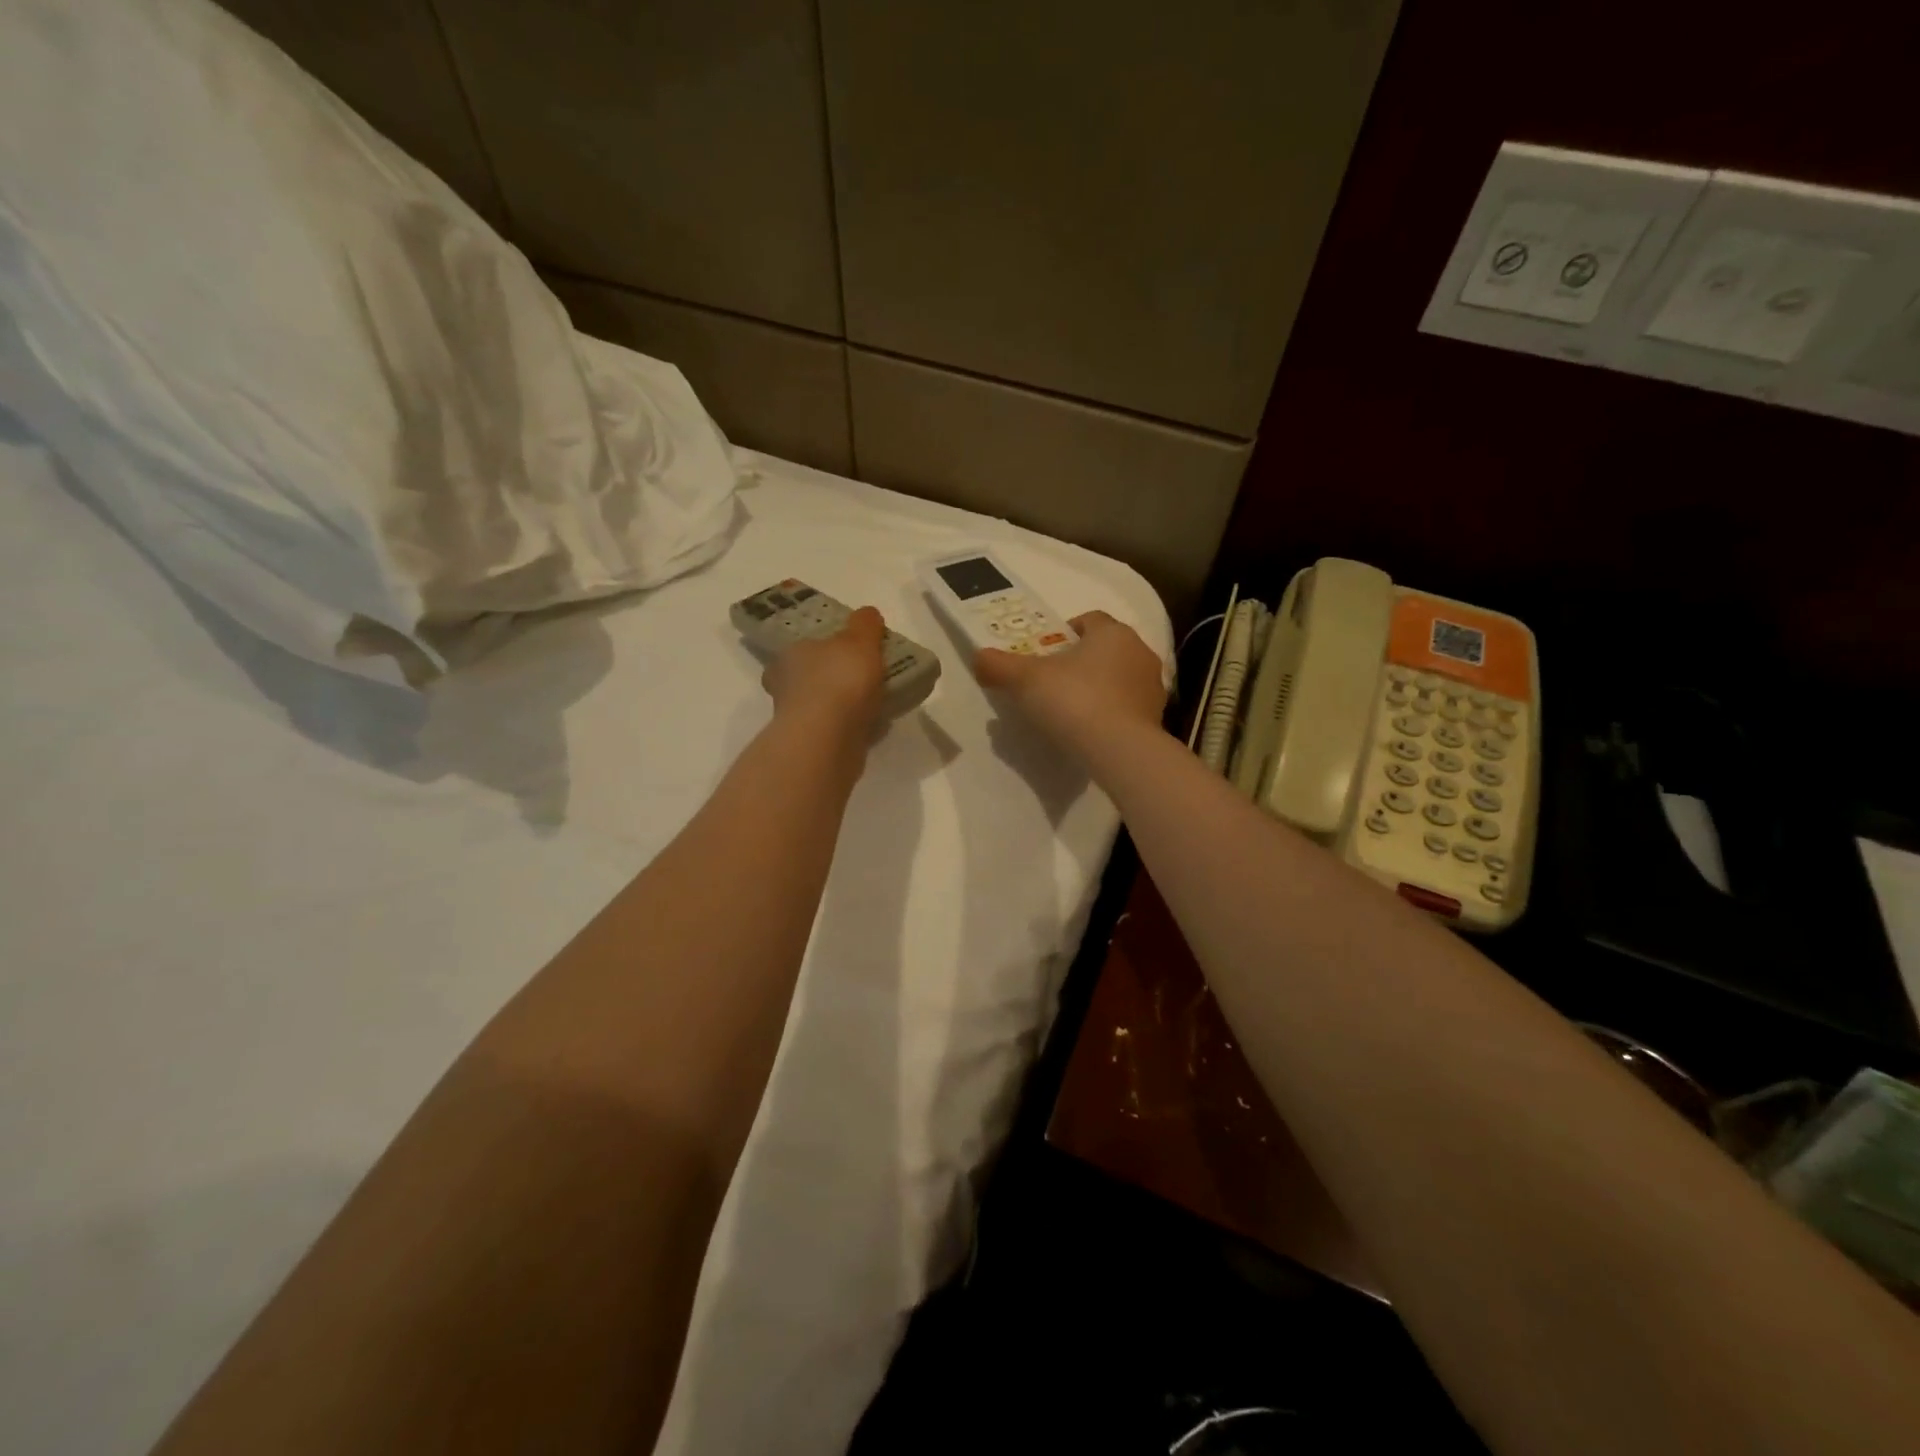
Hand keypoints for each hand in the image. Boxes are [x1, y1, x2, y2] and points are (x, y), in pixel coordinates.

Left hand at [763, 605, 887, 736]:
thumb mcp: (859, 640)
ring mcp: (796, 721)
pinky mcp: (811, 746)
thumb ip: (865, 625)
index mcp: (789, 656)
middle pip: (808, 679)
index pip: (801, 649)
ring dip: (842, 707)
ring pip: (821, 708)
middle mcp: (785, 687)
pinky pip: (835, 731)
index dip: (823, 650)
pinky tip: (873, 727)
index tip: (848, 654)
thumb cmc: (839, 680)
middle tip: (862, 680)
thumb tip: (868, 614)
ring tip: (874, 704)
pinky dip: (851, 728)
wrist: (829, 738)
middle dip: (831, 680)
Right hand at [974, 611, 1166, 754]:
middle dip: (1081, 660)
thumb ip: (999, 666)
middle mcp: (1139, 651)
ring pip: (1119, 677)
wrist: (1120, 750)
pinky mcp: (1156, 717)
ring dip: (1099, 686)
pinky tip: (1090, 730)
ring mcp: (1152, 685)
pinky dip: (1111, 712)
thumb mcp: (1025, 680)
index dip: (1064, 633)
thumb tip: (978, 657)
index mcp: (1112, 632)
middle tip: (1052, 681)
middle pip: (1104, 648)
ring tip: (1071, 710)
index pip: (1089, 620)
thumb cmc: (1074, 701)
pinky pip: (1128, 706)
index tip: (1044, 653)